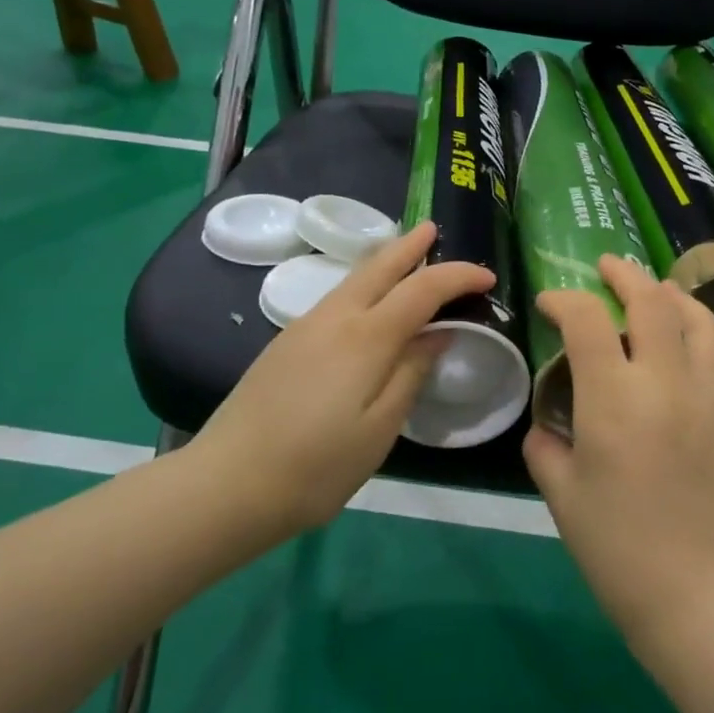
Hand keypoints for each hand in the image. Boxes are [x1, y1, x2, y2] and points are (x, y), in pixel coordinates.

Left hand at [192, 221, 493, 536]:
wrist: (226, 483)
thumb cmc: (315, 466)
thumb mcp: (379, 430)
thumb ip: (411, 374)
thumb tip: (439, 335)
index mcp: (366, 337)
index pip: (423, 289)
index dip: (458, 276)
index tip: (487, 278)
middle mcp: (336, 317)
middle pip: (380, 265)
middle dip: (411, 244)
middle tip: (434, 229)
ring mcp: (306, 325)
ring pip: (354, 277)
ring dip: (385, 261)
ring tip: (408, 257)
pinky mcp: (287, 341)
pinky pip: (338, 296)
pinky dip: (364, 283)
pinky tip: (369, 301)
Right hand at [523, 256, 713, 646]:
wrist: (702, 598)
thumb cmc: (618, 550)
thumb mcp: (562, 496)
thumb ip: (546, 447)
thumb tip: (549, 425)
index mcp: (615, 399)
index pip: (587, 320)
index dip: (564, 300)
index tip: (550, 303)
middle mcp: (667, 382)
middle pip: (652, 301)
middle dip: (625, 274)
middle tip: (607, 266)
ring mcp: (712, 398)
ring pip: (700, 320)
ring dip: (673, 295)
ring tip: (656, 290)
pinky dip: (695, 340)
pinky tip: (681, 356)